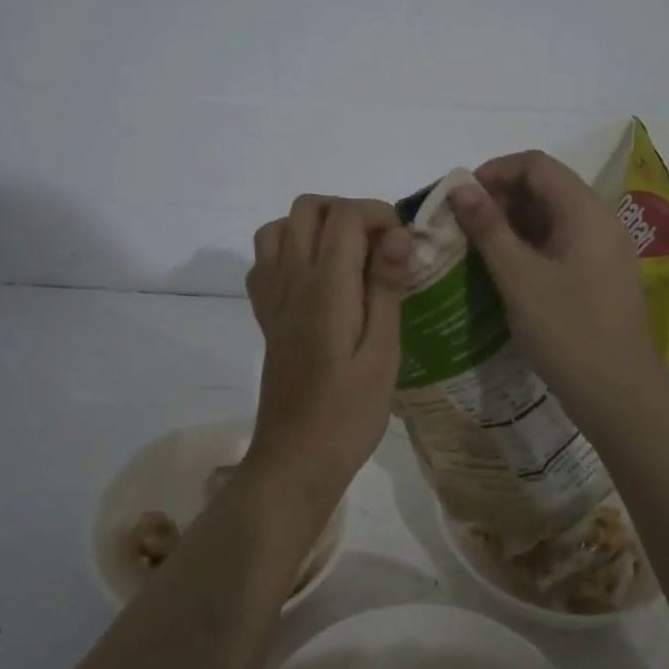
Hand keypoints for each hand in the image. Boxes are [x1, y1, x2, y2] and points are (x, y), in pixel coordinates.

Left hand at [245, 196, 411, 505]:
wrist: (295, 460)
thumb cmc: (349, 413)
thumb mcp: (383, 353)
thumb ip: (386, 288)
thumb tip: (397, 234)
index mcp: (325, 287)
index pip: (345, 215)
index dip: (378, 214)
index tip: (403, 244)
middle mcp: (291, 280)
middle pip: (308, 208)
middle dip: (348, 212)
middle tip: (379, 247)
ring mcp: (271, 297)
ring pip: (280, 227)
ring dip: (315, 227)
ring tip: (348, 257)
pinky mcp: (265, 316)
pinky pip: (265, 260)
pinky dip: (289, 251)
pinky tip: (315, 279)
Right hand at [449, 152, 668, 420]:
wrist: (619, 395)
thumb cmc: (567, 331)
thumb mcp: (519, 277)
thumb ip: (489, 228)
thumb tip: (462, 187)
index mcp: (585, 212)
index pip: (537, 165)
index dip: (495, 171)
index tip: (461, 197)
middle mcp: (599, 222)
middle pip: (546, 188)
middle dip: (501, 198)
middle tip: (463, 225)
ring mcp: (603, 250)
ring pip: (552, 217)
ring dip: (512, 223)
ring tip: (476, 247)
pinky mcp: (599, 276)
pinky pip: (560, 244)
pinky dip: (529, 246)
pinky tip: (503, 269)